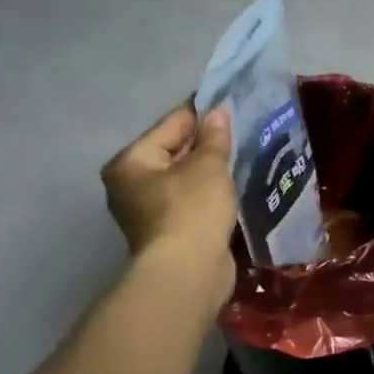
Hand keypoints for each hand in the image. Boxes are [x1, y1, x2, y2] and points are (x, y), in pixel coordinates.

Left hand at [101, 103, 237, 294]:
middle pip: (174, 150)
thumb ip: (214, 137)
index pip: (172, 124)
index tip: (231, 101)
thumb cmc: (192, 209)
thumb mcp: (208, 165)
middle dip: (206, 142)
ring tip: (242, 156)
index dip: (202, 112)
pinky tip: (232, 186)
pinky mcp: (168, 231)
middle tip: (242, 131)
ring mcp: (147, 210)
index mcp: (131, 161)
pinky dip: (209, 192)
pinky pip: (191, 199)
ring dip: (209, 169)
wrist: (188, 272)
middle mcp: (130, 183)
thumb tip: (217, 113)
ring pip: (184, 177)